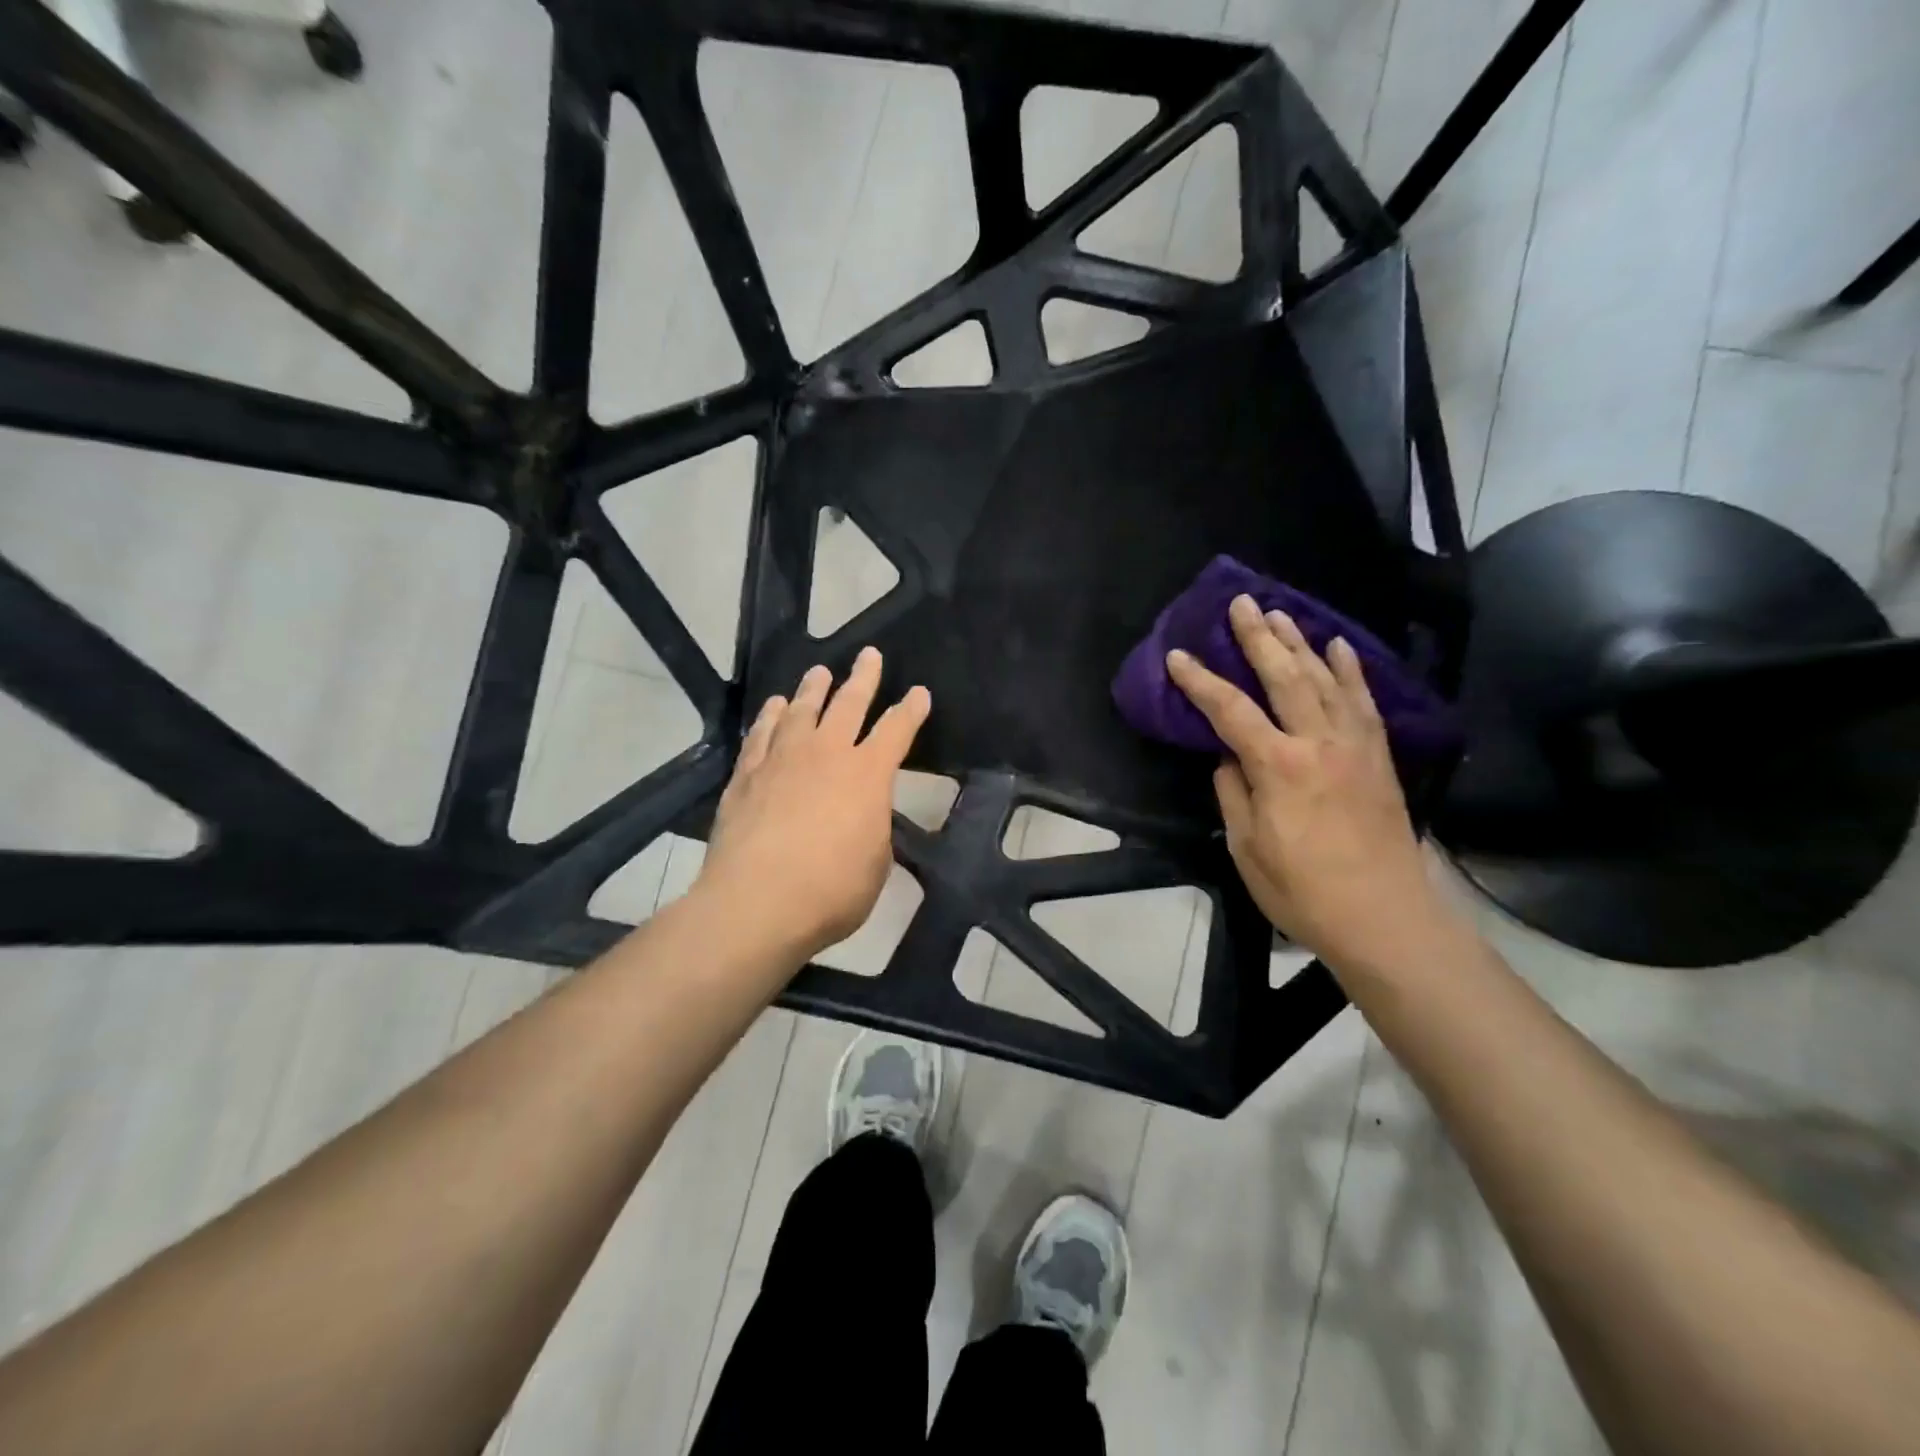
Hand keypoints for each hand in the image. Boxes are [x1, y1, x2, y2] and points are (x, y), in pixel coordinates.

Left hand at [695, 647, 930, 961]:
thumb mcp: (875, 865)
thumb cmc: (830, 891)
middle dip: (863, 677)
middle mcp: (826, 754)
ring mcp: (782, 760)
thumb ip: (873, 830)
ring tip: (819, 673)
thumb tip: (864, 815)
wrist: (755, 903)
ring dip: (813, 688)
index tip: (919, 693)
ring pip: (801, 710)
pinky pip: (761, 733)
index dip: (911, 710)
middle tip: (869, 655)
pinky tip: (773, 707)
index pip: (896, 731)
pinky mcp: (746, 774)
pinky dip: (770, 716)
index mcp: (867, 775)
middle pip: (848, 703)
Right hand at [1167, 595, 1456, 971]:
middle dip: (1258, 637)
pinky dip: (1351, 670)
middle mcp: (1318, 742)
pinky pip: (1364, 701)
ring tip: (1281, 614)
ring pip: (1326, 679)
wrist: (1385, 917)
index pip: (1229, 710)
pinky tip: (1340, 647)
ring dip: (1300, 643)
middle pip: (1284, 677)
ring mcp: (1355, 746)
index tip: (1177, 656)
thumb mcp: (1246, 847)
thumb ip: (1233, 794)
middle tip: (1240, 603)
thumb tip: (1229, 760)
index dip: (1200, 681)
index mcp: (1278, 766)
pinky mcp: (1379, 757)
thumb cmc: (1303, 890)